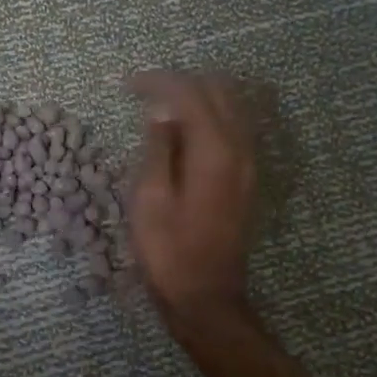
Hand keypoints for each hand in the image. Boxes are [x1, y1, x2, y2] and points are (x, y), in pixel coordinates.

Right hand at [126, 70, 256, 326]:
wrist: (205, 295)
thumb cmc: (168, 250)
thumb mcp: (150, 197)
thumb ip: (158, 147)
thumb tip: (162, 111)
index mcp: (214, 150)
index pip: (190, 93)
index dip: (158, 82)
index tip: (127, 85)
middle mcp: (240, 148)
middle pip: (218, 90)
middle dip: (180, 82)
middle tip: (143, 93)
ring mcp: (248, 163)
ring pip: (231, 106)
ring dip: (197, 96)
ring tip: (161, 106)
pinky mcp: (247, 177)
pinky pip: (234, 127)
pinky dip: (209, 115)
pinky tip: (184, 129)